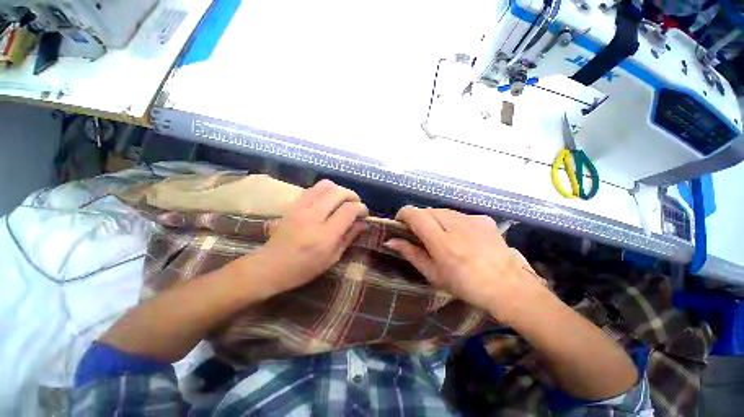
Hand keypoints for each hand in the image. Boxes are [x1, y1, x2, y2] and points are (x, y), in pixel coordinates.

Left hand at [247, 180, 368, 297]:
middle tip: (356, 205)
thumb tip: (364, 223)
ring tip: (343, 200)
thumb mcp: (332, 258)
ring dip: (339, 190)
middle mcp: (313, 217)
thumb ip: (349, 237)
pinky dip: (325, 191)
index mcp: (325, 235)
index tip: (364, 213)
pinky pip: (313, 189)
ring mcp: (301, 208)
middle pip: (339, 193)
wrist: (270, 266)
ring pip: (325, 185)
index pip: (349, 210)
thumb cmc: (304, 268)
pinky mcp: (293, 205)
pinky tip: (328, 201)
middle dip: (353, 196)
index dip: (361, 208)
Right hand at [385, 207, 544, 322]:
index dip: (403, 214)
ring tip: (441, 236)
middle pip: (427, 211)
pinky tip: (460, 236)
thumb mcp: (433, 274)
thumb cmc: (465, 285)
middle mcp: (455, 225)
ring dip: (435, 220)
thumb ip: (411, 253)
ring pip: (442, 211)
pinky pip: (459, 215)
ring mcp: (472, 219)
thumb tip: (391, 241)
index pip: (415, 214)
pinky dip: (453, 222)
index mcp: (441, 242)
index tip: (400, 223)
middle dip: (419, 219)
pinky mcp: (483, 219)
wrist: (508, 286)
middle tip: (420, 234)